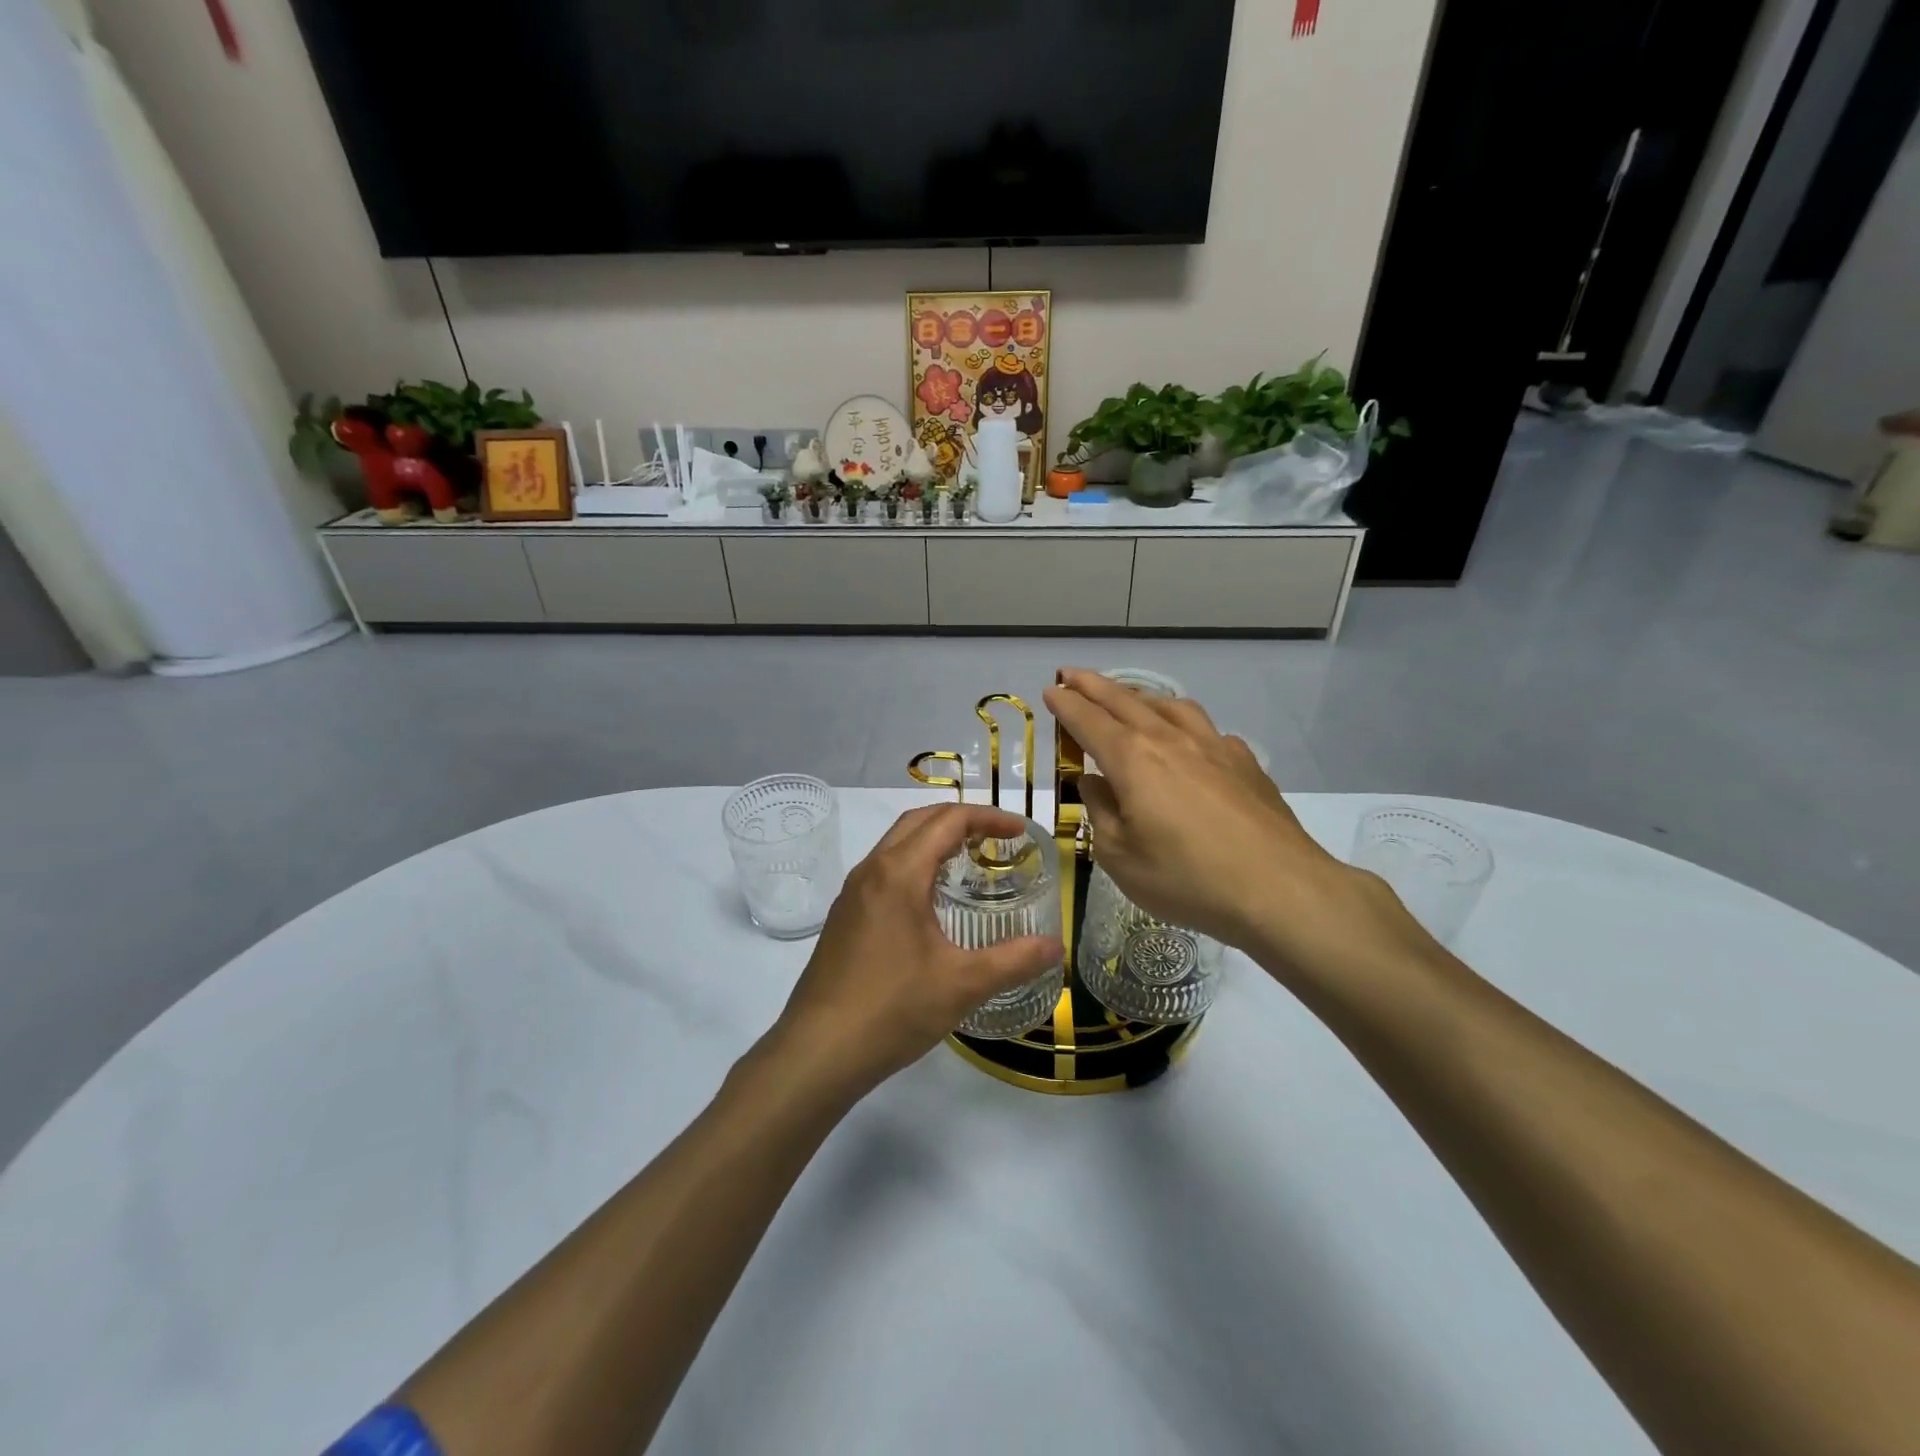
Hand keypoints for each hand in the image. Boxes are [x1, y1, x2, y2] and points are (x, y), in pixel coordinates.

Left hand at [767, 803, 1063, 1098]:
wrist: (817, 1052)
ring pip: (896, 844)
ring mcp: (852, 893)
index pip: (948, 821)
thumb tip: (1056, 947)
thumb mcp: (963, 984)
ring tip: (969, 863)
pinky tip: (930, 902)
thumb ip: (1014, 960)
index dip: (988, 818)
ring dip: (933, 840)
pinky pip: (883, 870)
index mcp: (899, 873)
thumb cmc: (892, 1009)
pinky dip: (914, 864)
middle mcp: (871, 871)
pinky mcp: (843, 917)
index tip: (1020, 832)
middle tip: (997, 839)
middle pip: (918, 821)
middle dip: (960, 820)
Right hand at [1043, 669, 1433, 979]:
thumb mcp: (1120, 857)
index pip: (1088, 720)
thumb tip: (1092, 782)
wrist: (1278, 889)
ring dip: (1139, 696)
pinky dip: (1183, 723)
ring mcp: (1213, 746)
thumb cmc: (1187, 879)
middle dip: (1093, 685)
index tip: (1051, 690)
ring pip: (1169, 706)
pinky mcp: (1244, 762)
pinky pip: (1205, 729)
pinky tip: (1187, 740)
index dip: (1065, 703)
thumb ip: (1100, 811)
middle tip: (1072, 674)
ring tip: (1127, 699)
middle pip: (1124, 701)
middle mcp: (1170, 740)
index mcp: (1132, 759)